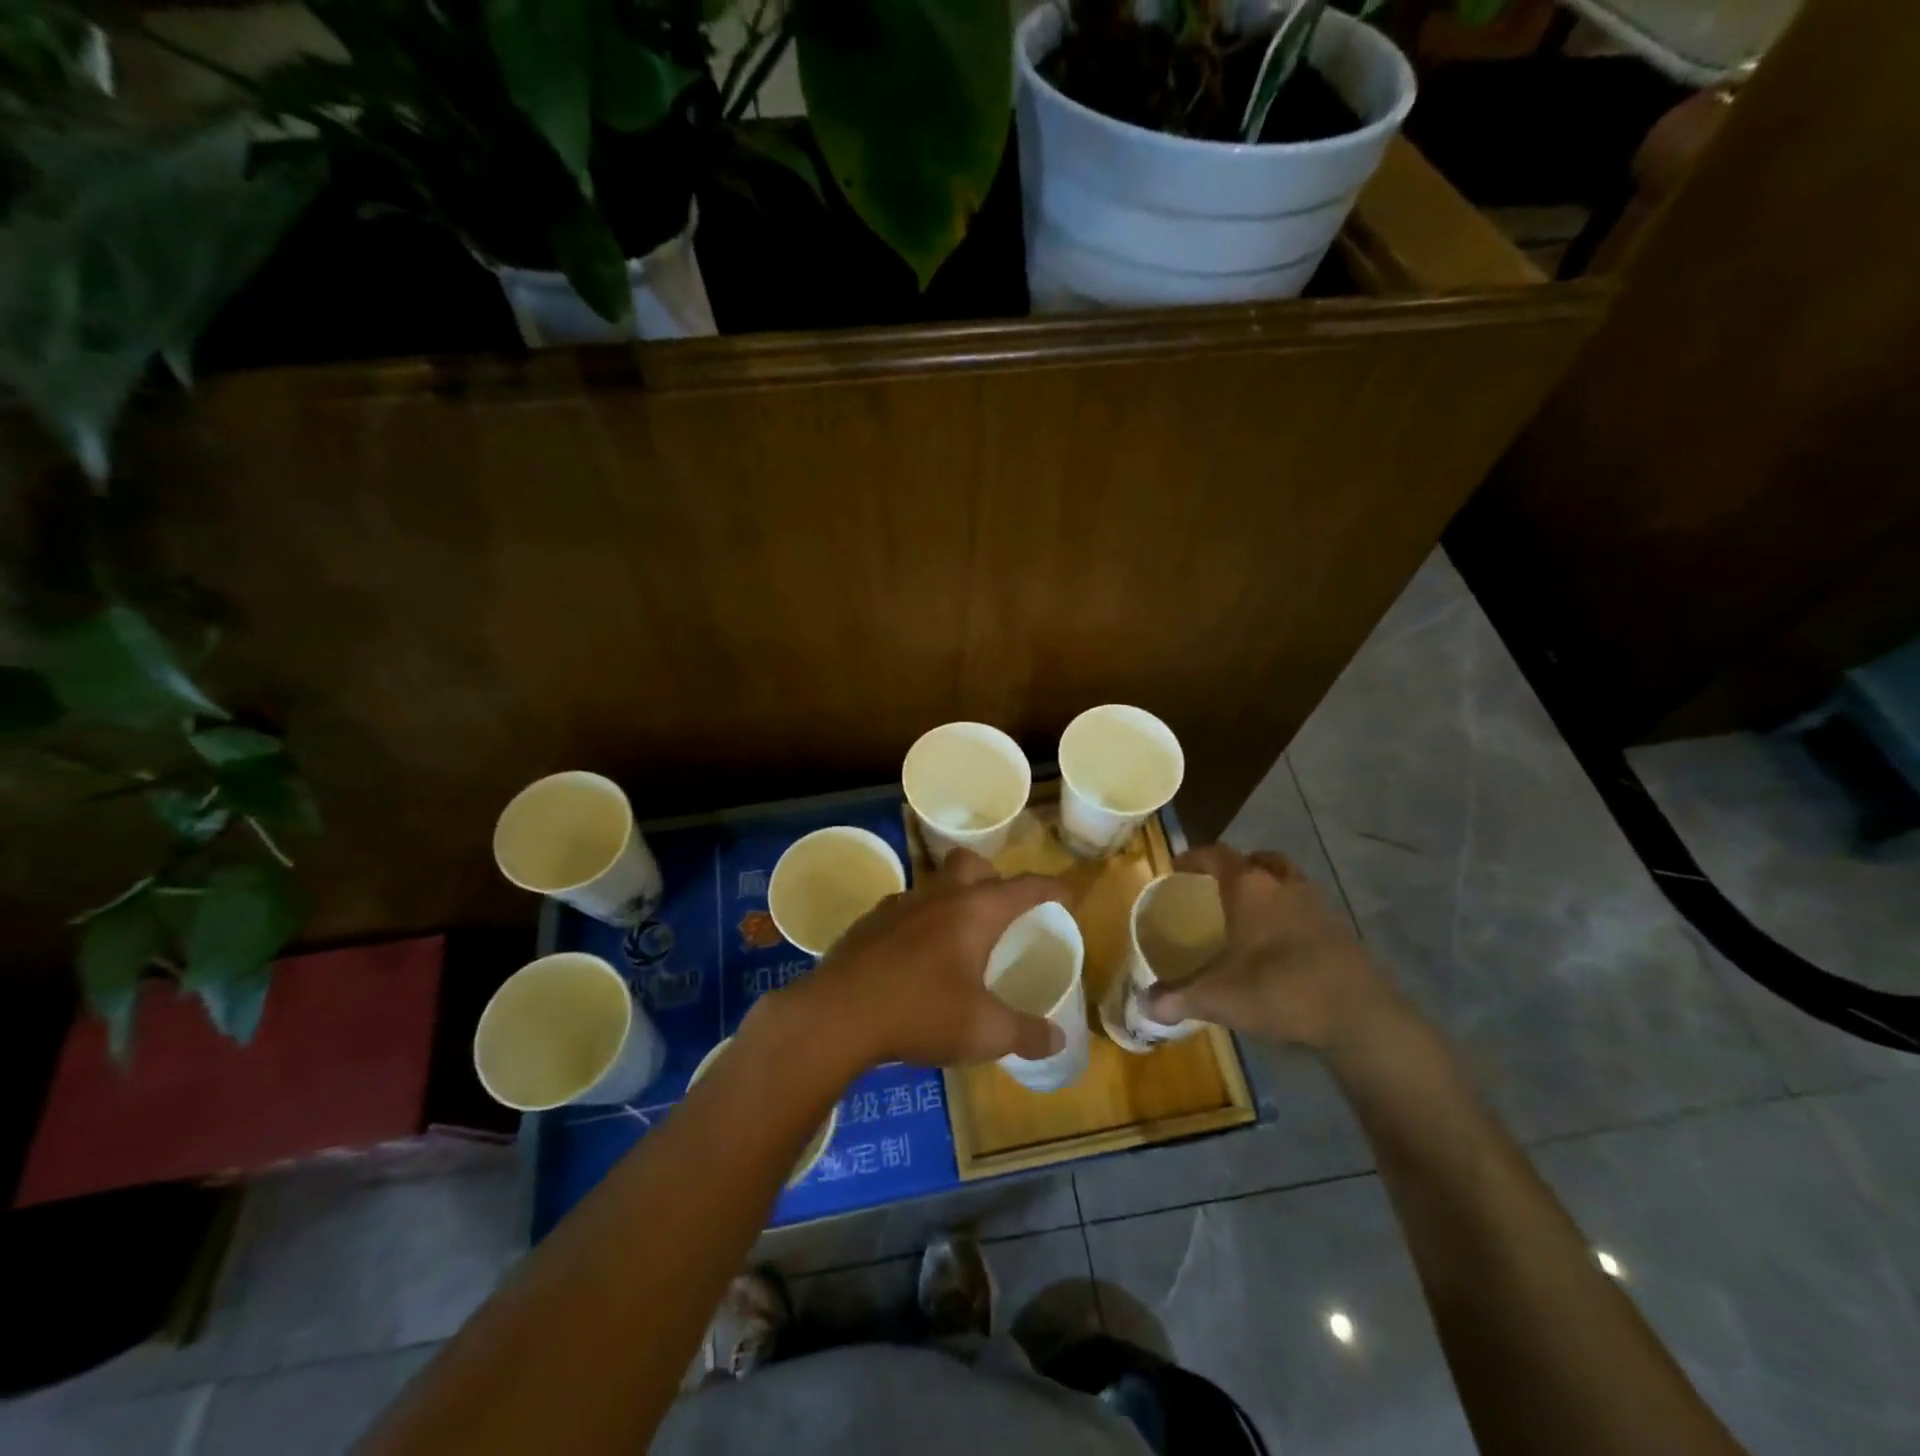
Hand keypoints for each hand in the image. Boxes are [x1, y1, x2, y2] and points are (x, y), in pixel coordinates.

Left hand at [773, 849, 1068, 1071]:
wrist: (837, 1015)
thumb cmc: (920, 1014)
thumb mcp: (984, 1032)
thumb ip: (1025, 1033)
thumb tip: (1057, 1038)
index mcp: (974, 912)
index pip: (1023, 888)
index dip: (1050, 888)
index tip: (1066, 893)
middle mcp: (938, 896)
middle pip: (972, 864)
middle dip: (993, 877)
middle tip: (1002, 909)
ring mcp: (899, 904)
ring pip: (935, 883)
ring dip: (953, 898)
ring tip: (958, 936)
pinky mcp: (869, 921)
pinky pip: (905, 908)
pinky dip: (920, 920)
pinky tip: (916, 955)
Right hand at [1142, 845, 1399, 1053]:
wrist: (1360, 1016)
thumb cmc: (1278, 989)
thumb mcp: (1217, 998)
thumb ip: (1177, 998)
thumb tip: (1144, 1006)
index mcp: (1249, 887)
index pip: (1217, 855)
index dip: (1194, 857)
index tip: (1177, 866)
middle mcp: (1284, 885)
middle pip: (1260, 860)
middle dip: (1239, 867)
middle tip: (1220, 886)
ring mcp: (1318, 905)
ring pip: (1289, 881)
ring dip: (1270, 888)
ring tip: (1252, 913)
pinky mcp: (1341, 931)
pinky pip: (1308, 909)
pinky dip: (1291, 915)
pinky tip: (1281, 945)